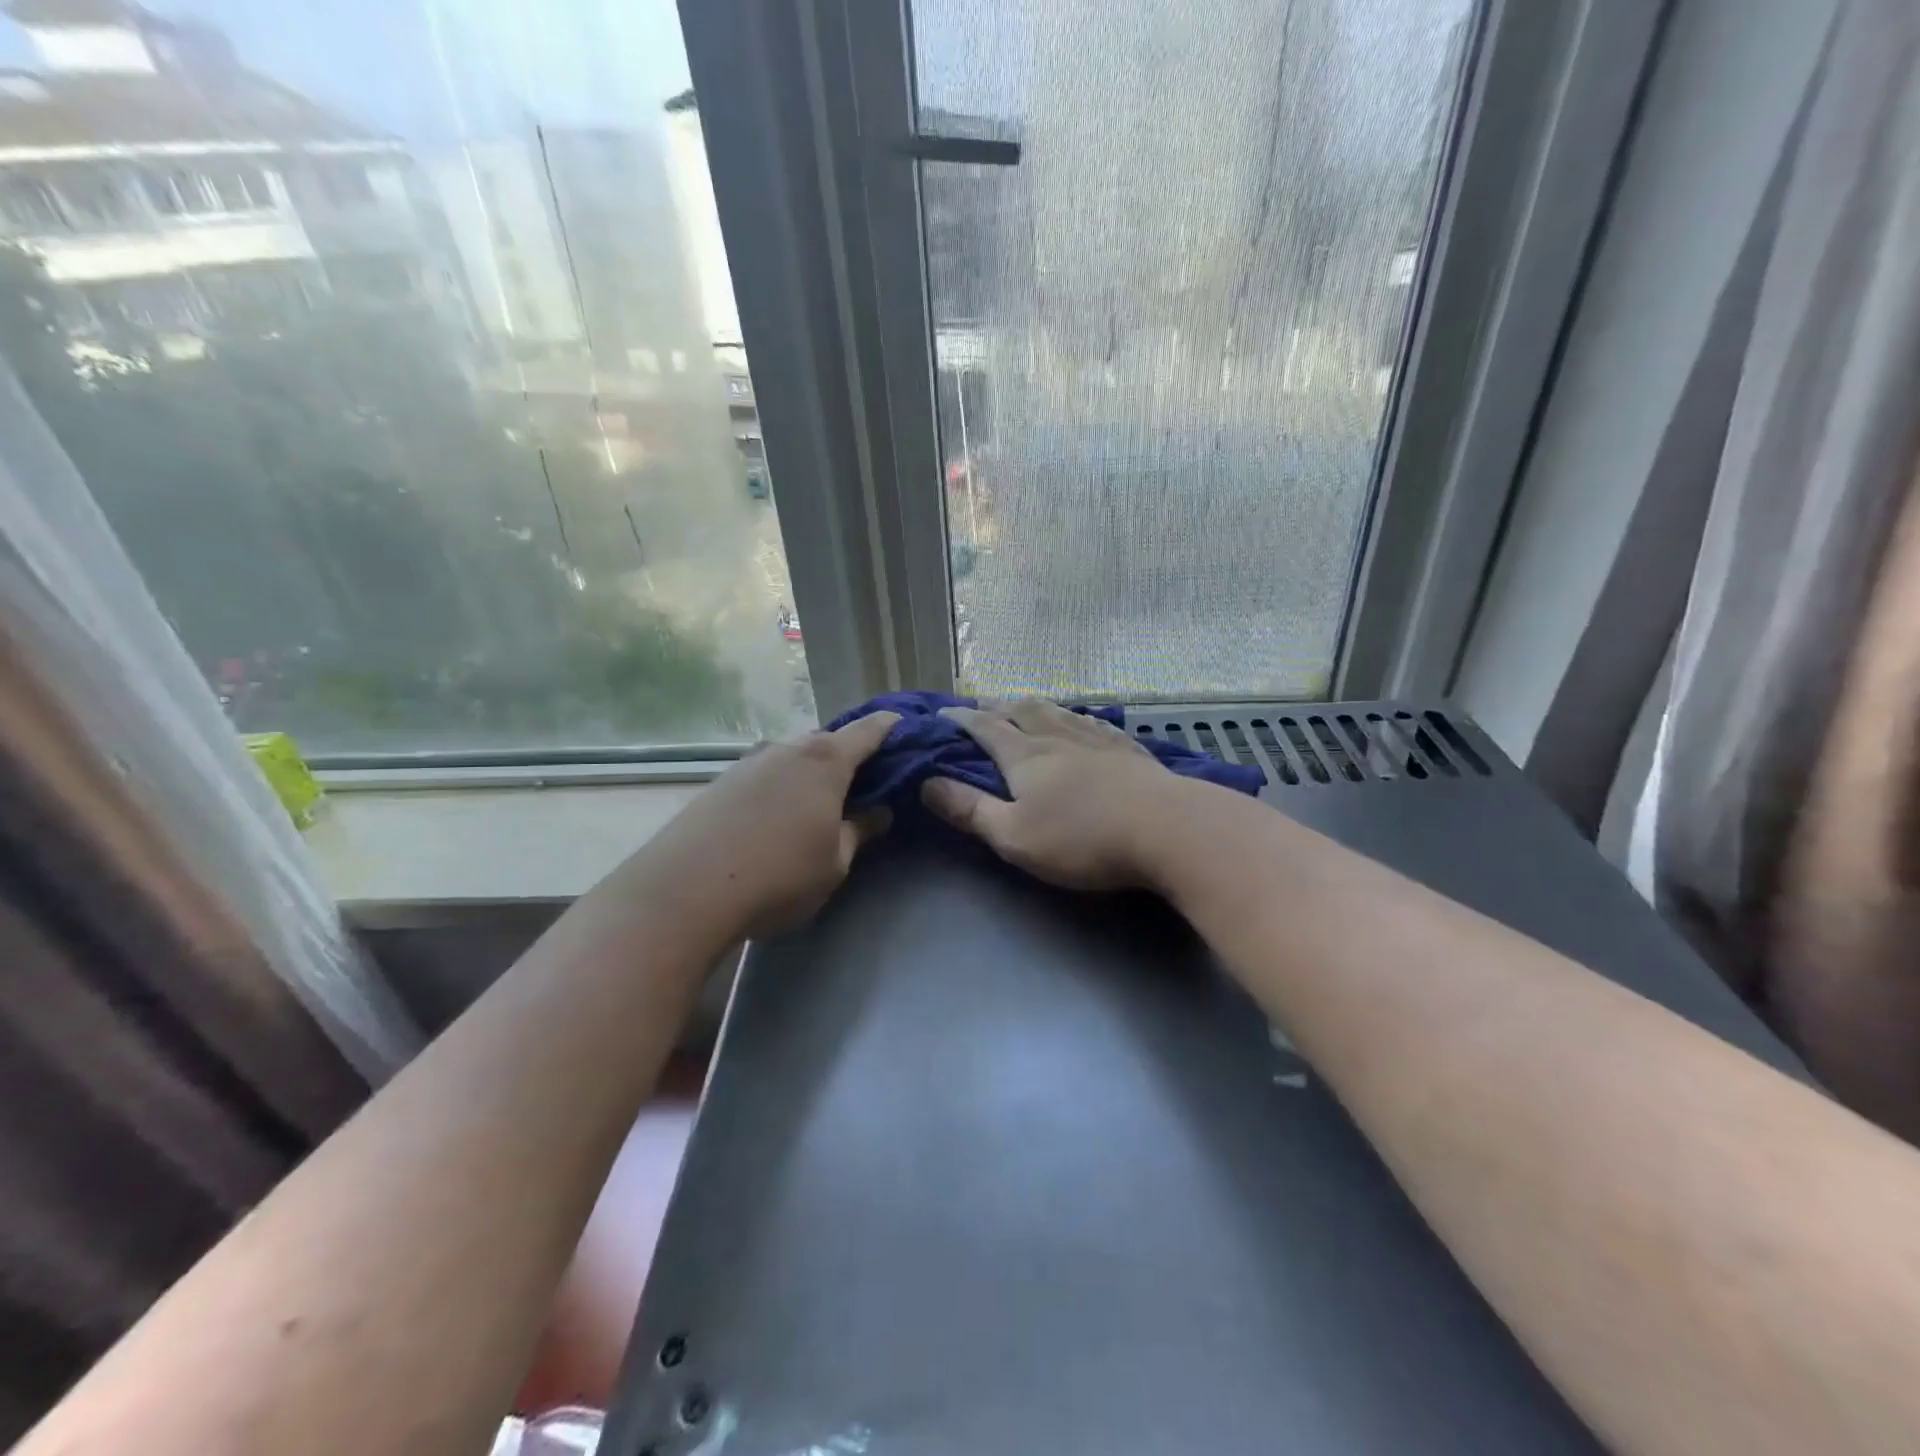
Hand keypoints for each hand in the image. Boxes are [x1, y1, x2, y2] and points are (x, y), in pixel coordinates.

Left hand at [661, 712, 898, 933]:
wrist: (686, 891)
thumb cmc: (780, 875)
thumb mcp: (835, 862)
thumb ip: (860, 831)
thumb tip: (880, 811)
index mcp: (825, 761)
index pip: (867, 731)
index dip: (889, 726)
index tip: (903, 723)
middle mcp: (786, 749)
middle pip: (826, 742)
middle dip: (847, 754)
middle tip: (864, 779)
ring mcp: (748, 762)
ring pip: (791, 758)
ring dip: (808, 772)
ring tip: (817, 800)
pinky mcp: (719, 782)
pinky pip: (764, 775)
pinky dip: (779, 785)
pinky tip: (775, 815)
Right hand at [921, 700, 1185, 890]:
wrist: (1167, 829)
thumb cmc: (1082, 838)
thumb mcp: (1014, 836)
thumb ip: (969, 809)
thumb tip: (926, 783)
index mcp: (1025, 756)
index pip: (984, 728)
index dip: (960, 720)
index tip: (941, 715)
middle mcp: (1057, 737)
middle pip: (1021, 711)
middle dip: (995, 707)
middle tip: (980, 707)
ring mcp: (1097, 740)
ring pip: (1057, 711)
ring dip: (1033, 706)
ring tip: (1024, 705)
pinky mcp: (1129, 750)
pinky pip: (1094, 723)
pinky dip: (1076, 717)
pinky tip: (1082, 721)